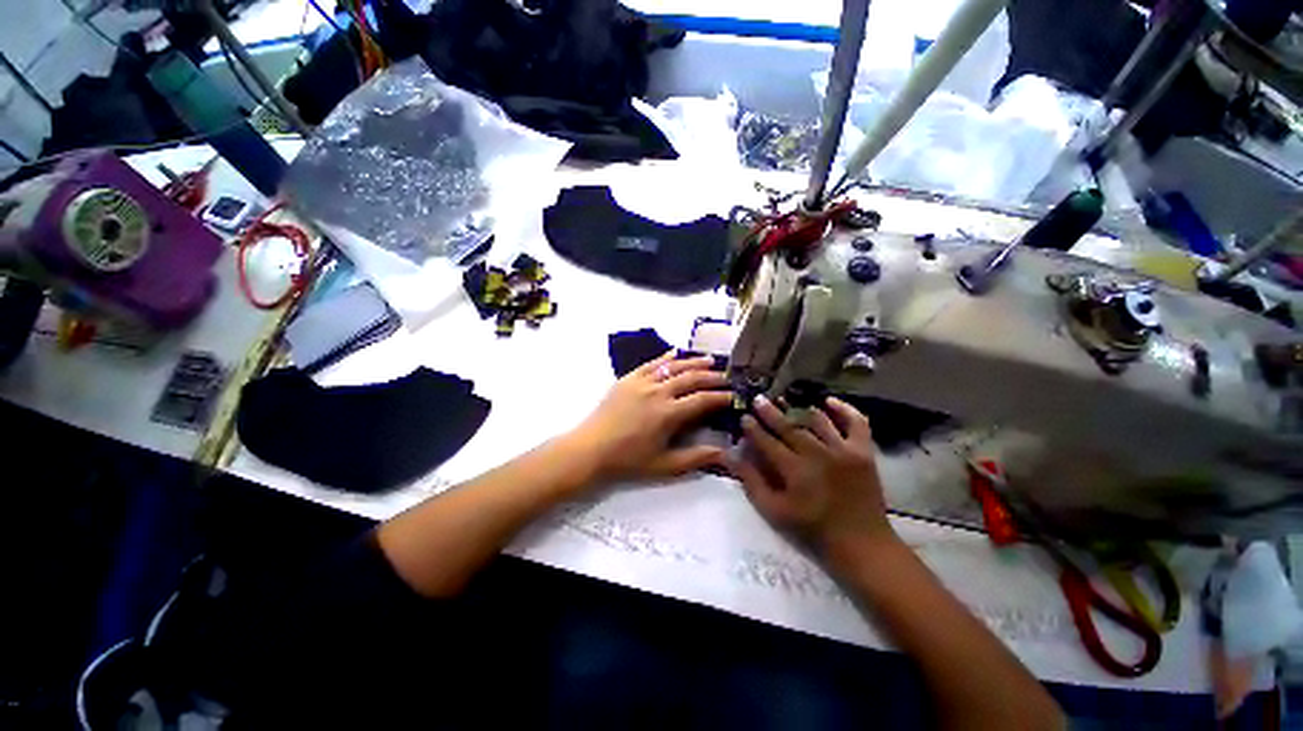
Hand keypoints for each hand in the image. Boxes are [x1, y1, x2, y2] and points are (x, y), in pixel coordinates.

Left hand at [564, 351, 732, 483]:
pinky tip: (676, 353)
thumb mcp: (664, 465)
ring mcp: (642, 382)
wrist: (590, 449)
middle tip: (727, 377)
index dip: (721, 397)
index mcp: (668, 413)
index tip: (734, 396)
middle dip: (712, 377)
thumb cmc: (628, 460)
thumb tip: (725, 453)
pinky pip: (651, 363)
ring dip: (694, 362)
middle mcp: (658, 392)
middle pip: (692, 378)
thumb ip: (695, 458)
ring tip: (710, 360)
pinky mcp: (629, 378)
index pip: (703, 400)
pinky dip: (666, 357)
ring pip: (674, 366)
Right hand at [727, 395, 893, 554]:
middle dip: (770, 412)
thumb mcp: (774, 510)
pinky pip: (856, 422)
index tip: (744, 417)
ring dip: (799, 408)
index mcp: (795, 469)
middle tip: (758, 399)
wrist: (861, 543)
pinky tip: (828, 402)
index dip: (753, 428)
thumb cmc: (812, 528)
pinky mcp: (864, 452)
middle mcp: (818, 454)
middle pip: (789, 426)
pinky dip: (844, 409)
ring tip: (786, 400)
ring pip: (817, 420)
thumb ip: (751, 481)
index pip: (767, 441)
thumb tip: (730, 456)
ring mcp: (843, 450)